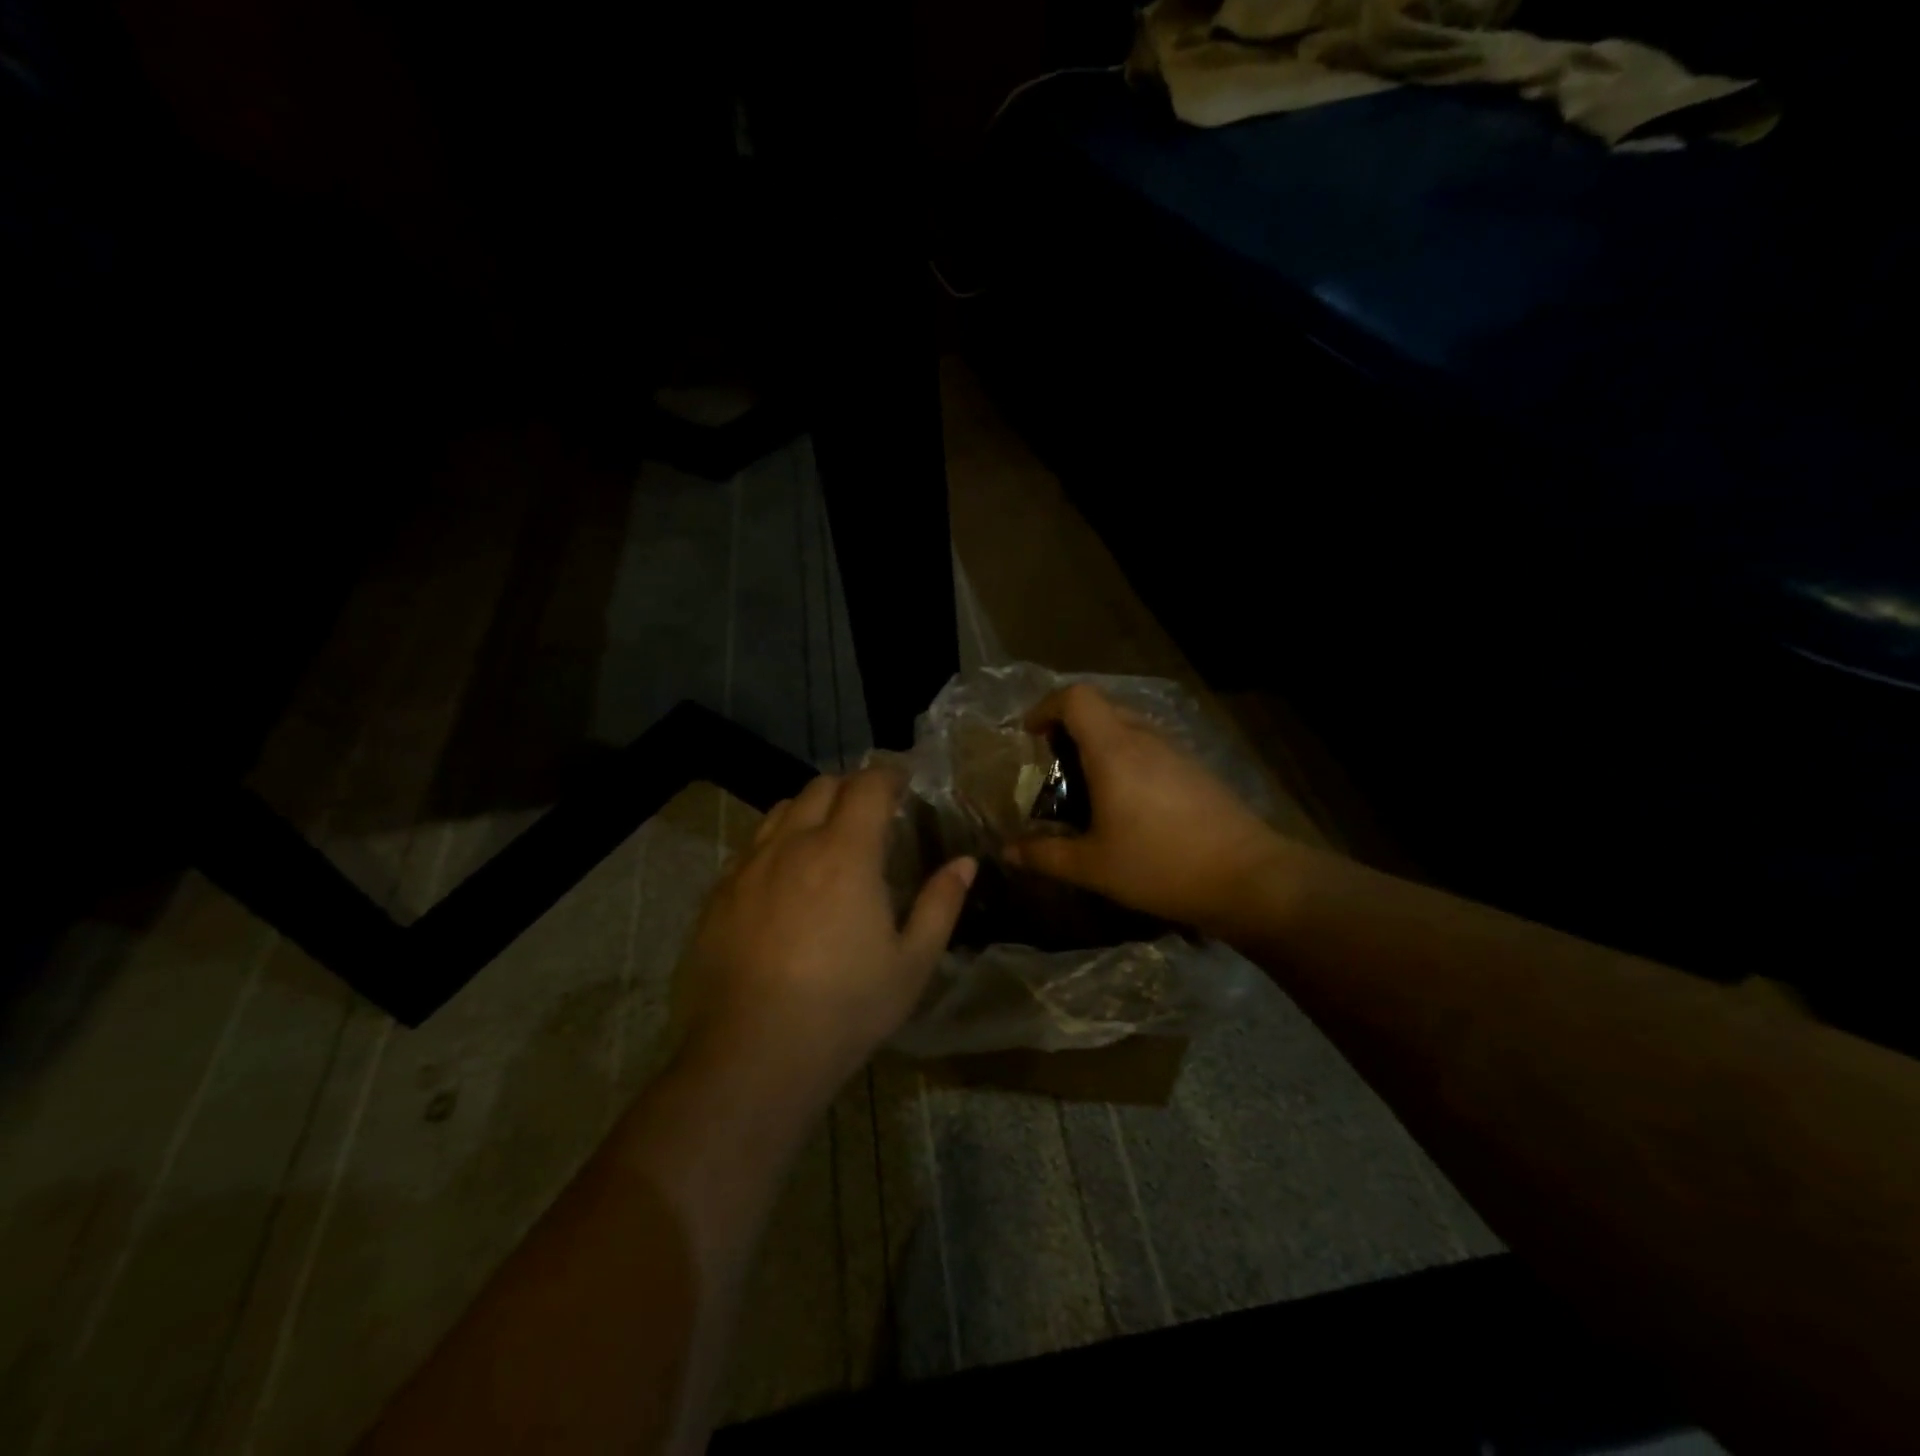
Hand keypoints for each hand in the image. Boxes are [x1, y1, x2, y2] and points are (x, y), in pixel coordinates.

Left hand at [679, 767, 975, 1092]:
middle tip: (870, 813)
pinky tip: (785, 880)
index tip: (902, 784)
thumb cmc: (845, 1008)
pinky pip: (751, 847)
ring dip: (810, 810)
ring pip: (781, 810)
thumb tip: (965, 863)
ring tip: (826, 839)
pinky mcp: (718, 893)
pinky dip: (777, 843)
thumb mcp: (912, 963)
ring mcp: (748, 866)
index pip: (868, 786)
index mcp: (845, 853)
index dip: (888, 776)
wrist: (752, 1055)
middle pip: (821, 787)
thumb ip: (941, 904)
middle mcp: (793, 844)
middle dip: (850, 788)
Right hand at [1004, 685, 1287, 934]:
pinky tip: (1130, 804)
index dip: (1046, 707)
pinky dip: (1127, 759)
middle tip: (1054, 766)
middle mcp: (1144, 738)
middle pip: (1100, 708)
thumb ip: (1045, 855)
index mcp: (1114, 750)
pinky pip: (1150, 747)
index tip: (1030, 736)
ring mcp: (1176, 751)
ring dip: (1100, 744)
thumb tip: (1008, 852)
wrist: (1248, 878)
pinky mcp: (1196, 769)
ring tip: (1089, 788)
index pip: (1076, 697)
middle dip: (1069, 728)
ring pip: (1128, 727)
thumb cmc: (1160, 866)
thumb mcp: (1093, 867)